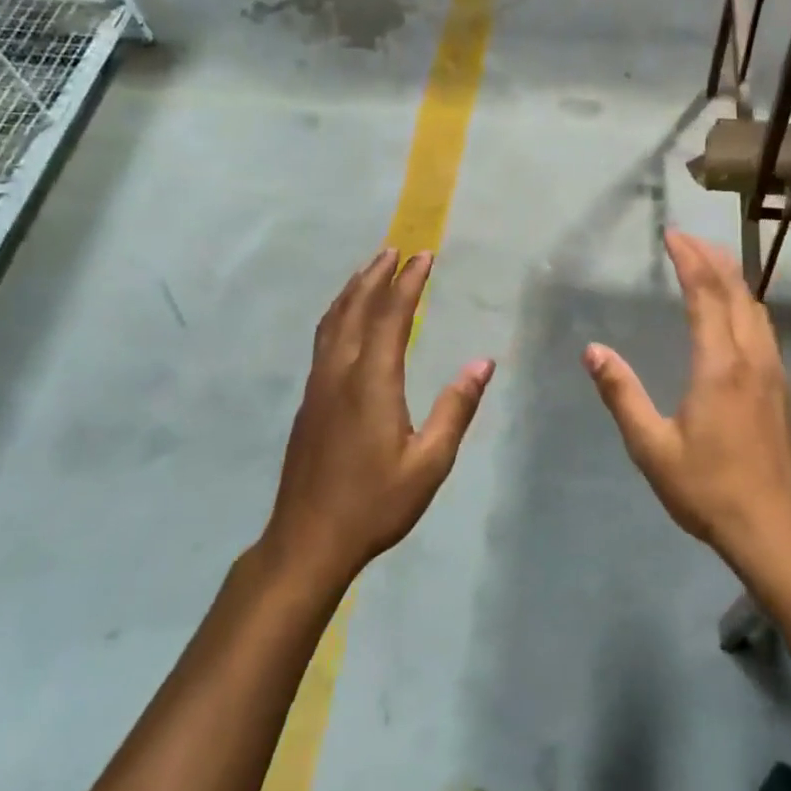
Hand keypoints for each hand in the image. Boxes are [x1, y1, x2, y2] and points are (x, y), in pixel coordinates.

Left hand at [264, 248, 494, 586]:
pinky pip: (324, 340)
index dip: (408, 283)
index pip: (390, 316)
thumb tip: (483, 363)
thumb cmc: (375, 504)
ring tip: (370, 270)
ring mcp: (318, 387)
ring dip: (352, 291)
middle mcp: (339, 373)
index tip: (424, 255)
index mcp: (371, 383)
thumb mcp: (430, 462)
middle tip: (395, 249)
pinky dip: (339, 315)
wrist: (307, 541)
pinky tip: (346, 321)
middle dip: (376, 275)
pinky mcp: (309, 402)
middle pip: (355, 309)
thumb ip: (456, 408)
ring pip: (332, 322)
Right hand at [583, 230, 790, 567]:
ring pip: (756, 308)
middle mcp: (752, 358)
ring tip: (709, 264)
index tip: (672, 235)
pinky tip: (734, 313)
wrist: (773, 526)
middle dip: (712, 258)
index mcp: (719, 366)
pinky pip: (764, 328)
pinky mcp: (782, 387)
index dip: (689, 260)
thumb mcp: (652, 447)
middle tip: (687, 238)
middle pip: (737, 292)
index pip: (706, 295)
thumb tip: (593, 351)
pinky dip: (745, 304)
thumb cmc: (707, 488)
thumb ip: (622, 394)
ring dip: (733, 279)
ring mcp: (774, 371)